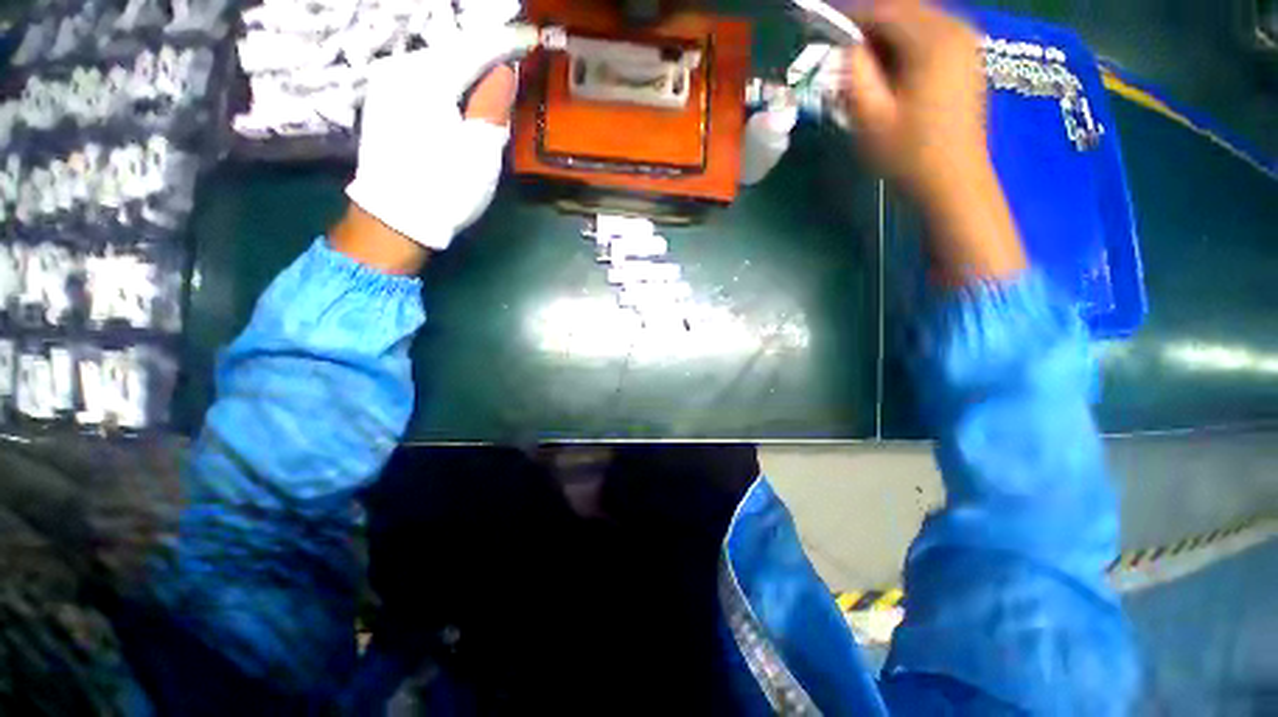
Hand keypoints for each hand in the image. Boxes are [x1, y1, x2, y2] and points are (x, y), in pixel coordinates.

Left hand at [341, 25, 533, 261]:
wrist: (395, 219)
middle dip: (485, 53)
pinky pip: (422, 78)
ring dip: (466, 66)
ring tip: (492, 72)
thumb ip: (494, 104)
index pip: (475, 49)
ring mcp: (386, 84)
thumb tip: (505, 72)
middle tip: (513, 55)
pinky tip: (461, 89)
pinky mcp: (382, 102)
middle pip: (452, 51)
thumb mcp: (480, 150)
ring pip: (437, 63)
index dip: (506, 44)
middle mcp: (400, 68)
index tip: (530, 38)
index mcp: (426, 77)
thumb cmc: (445, 187)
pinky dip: (447, 79)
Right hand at [839, 0, 1025, 283]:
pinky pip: (930, 36)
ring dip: (887, 39)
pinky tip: (892, 74)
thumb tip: (847, 48)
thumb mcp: (870, 118)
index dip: (851, 18)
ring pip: (916, 22)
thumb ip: (855, 74)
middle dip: (870, 28)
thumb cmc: (908, 154)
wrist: (952, 180)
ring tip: (865, 70)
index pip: (885, 8)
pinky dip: (905, 47)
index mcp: (932, 40)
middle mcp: (955, 29)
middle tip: (844, 58)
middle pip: (903, 10)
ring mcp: (966, 43)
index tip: (826, 33)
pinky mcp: (967, 58)